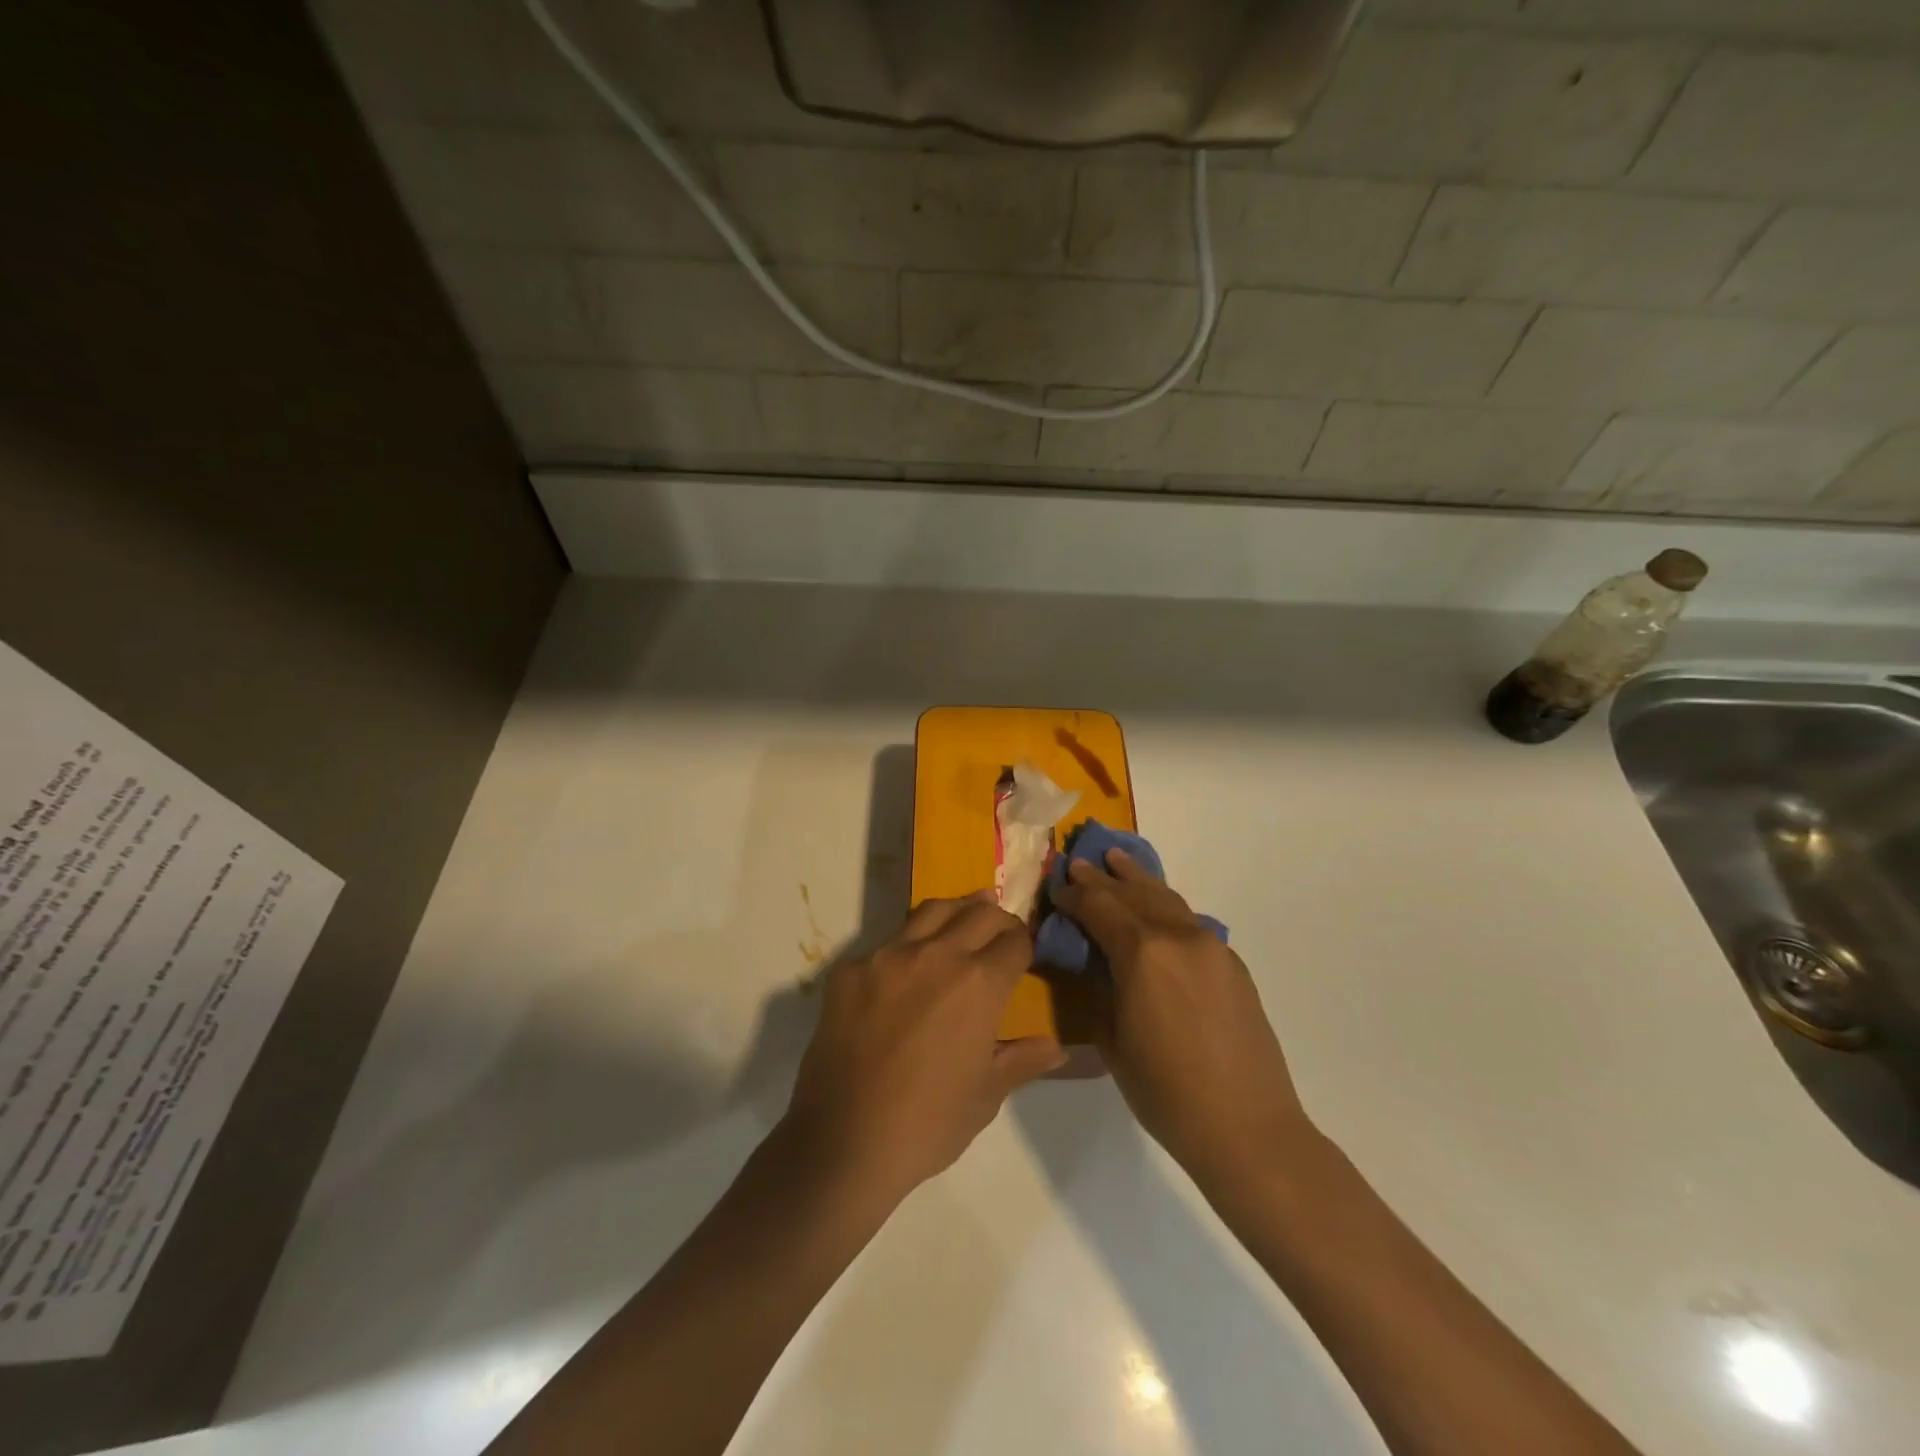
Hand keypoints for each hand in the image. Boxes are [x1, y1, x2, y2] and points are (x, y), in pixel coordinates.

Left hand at [781, 895, 1066, 1207]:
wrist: (844, 1141)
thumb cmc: (929, 1123)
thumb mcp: (986, 1095)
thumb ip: (1022, 1060)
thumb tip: (1056, 1047)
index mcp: (979, 983)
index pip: (1015, 940)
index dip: (1025, 944)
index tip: (1025, 953)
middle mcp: (936, 954)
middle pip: (978, 913)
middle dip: (997, 919)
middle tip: (1000, 931)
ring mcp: (888, 956)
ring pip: (931, 911)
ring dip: (956, 912)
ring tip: (963, 917)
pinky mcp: (850, 969)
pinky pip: (887, 943)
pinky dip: (907, 946)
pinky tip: (906, 969)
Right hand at [1054, 850, 1316, 1186]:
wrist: (1247, 1127)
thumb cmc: (1165, 1092)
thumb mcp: (1113, 1039)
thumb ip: (1101, 987)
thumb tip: (1094, 959)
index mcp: (1143, 953)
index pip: (1099, 907)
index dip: (1074, 896)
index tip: (1056, 888)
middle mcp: (1179, 936)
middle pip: (1133, 894)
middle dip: (1102, 878)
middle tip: (1079, 862)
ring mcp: (1212, 946)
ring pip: (1167, 899)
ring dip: (1138, 880)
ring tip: (1118, 861)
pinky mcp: (1232, 963)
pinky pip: (1190, 922)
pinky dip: (1165, 907)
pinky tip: (1157, 909)